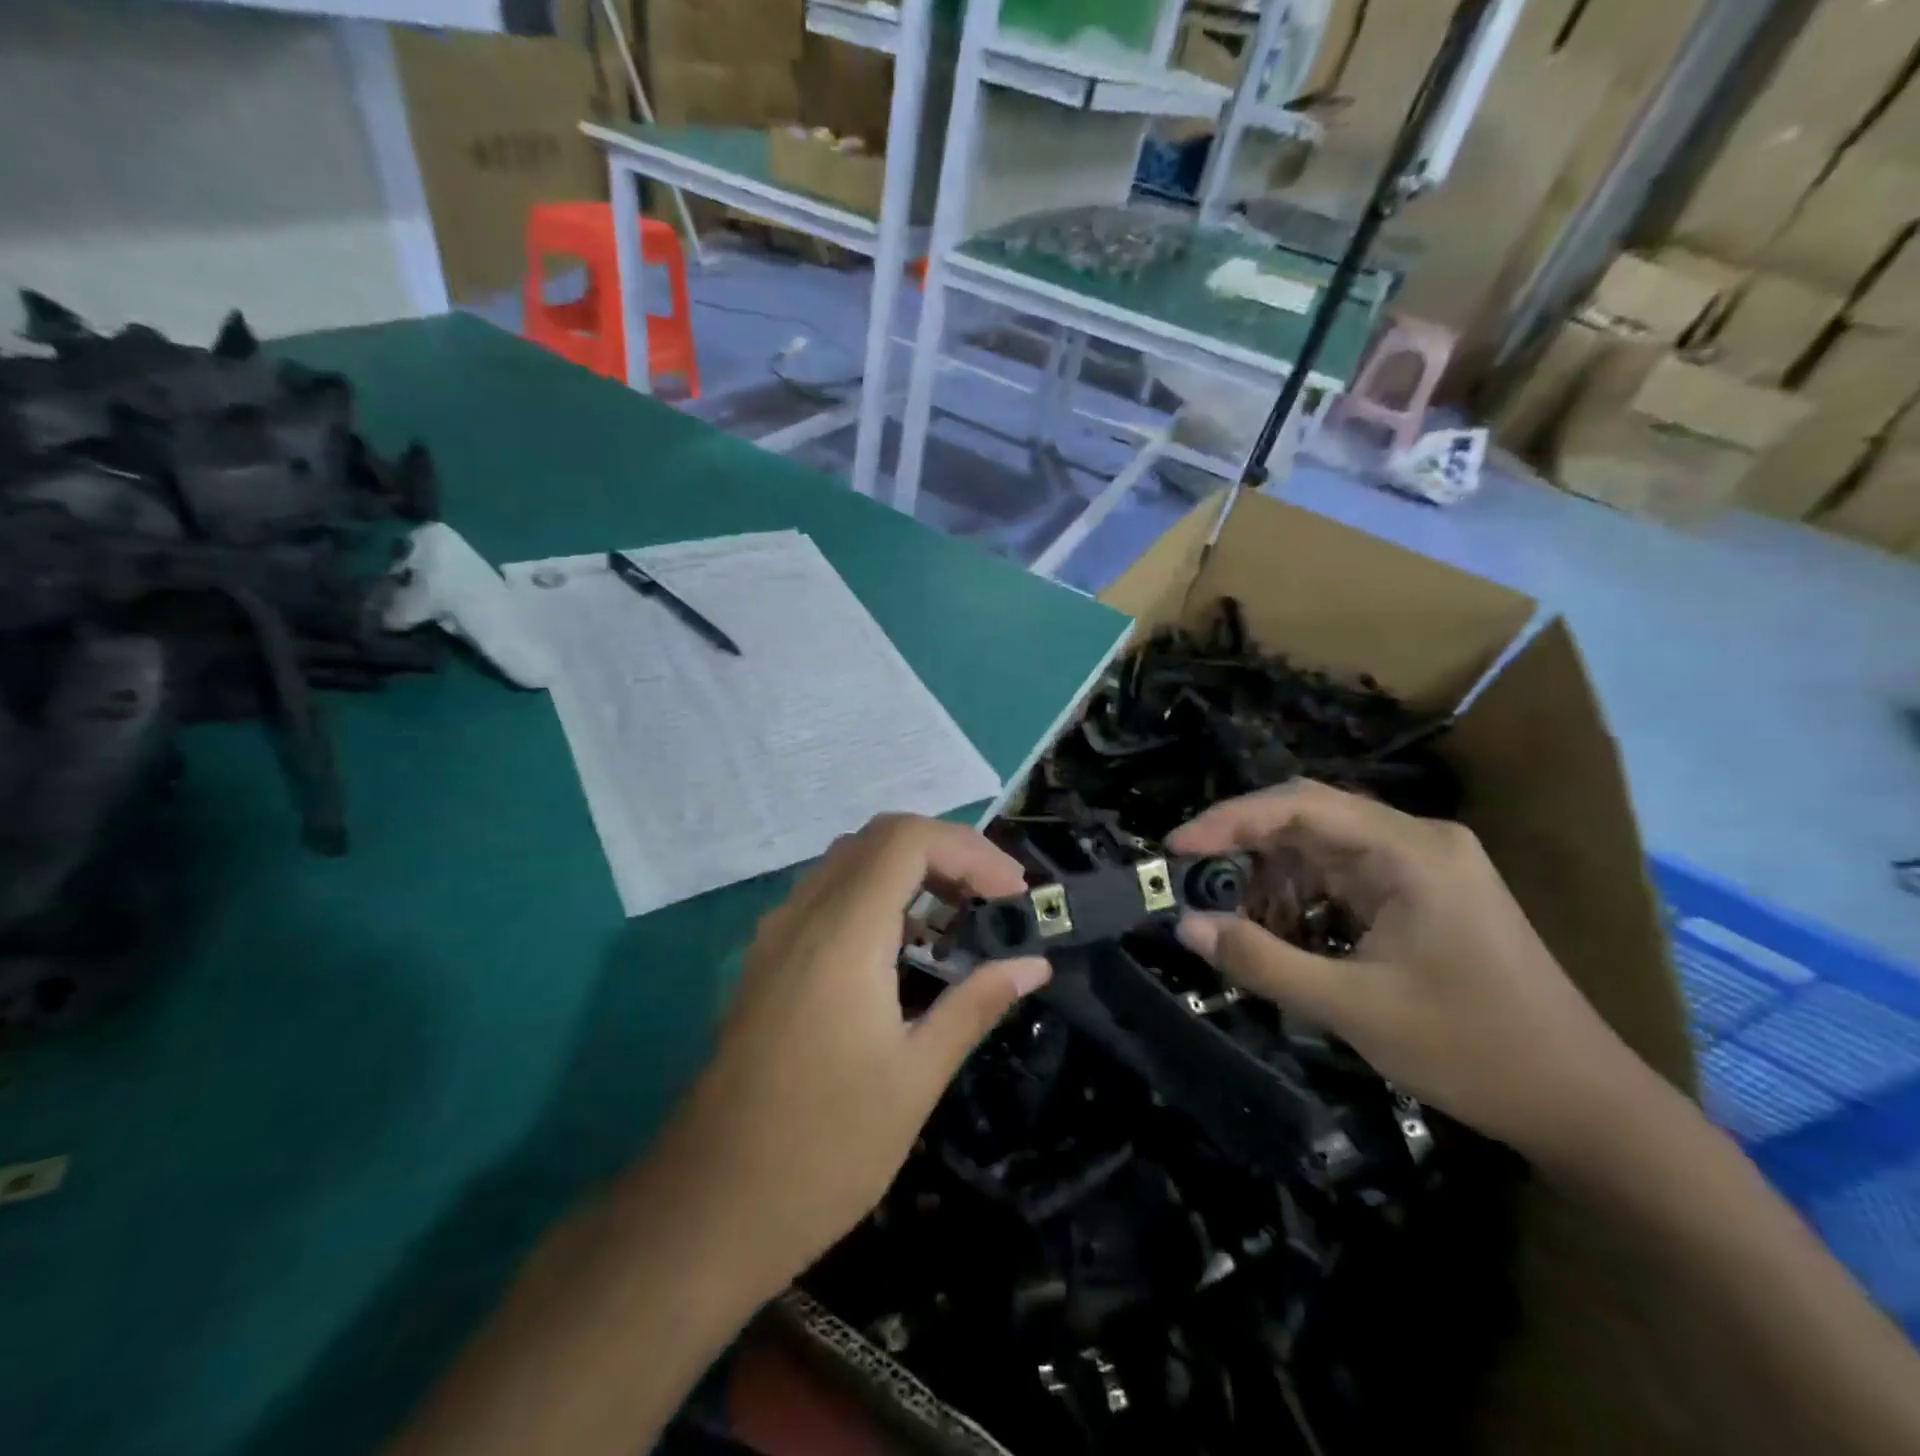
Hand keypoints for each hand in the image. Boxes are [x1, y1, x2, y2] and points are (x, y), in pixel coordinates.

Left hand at [643, 814, 1049, 1295]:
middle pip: (879, 838)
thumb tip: (1032, 964)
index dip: (969, 850)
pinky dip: (876, 897)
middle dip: (946, 854)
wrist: (707, 1209)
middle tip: (993, 899)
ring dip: (910, 872)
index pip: (908, 839)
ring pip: (849, 863)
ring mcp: (776, 936)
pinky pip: (827, 897)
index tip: (1014, 893)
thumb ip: (974, 1005)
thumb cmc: (824, 1150)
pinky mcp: (766, 961)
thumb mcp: (915, 1078)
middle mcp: (802, 916)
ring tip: (959, 920)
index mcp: (842, 935)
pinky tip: (903, 951)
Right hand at [1169, 781, 1648, 1161]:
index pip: (1301, 805)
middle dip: (1244, 847)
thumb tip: (1186, 926)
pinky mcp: (1422, 897)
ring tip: (1228, 913)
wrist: (1585, 1108)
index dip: (1230, 820)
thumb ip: (1262, 961)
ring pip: (1322, 849)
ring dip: (1270, 877)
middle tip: (1190, 879)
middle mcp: (1417, 842)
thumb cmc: (1473, 1050)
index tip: (1176, 847)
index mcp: (1411, 850)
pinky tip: (1277, 929)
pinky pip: (1343, 879)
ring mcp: (1423, 868)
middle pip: (1309, 819)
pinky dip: (1301, 898)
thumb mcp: (1353, 1009)